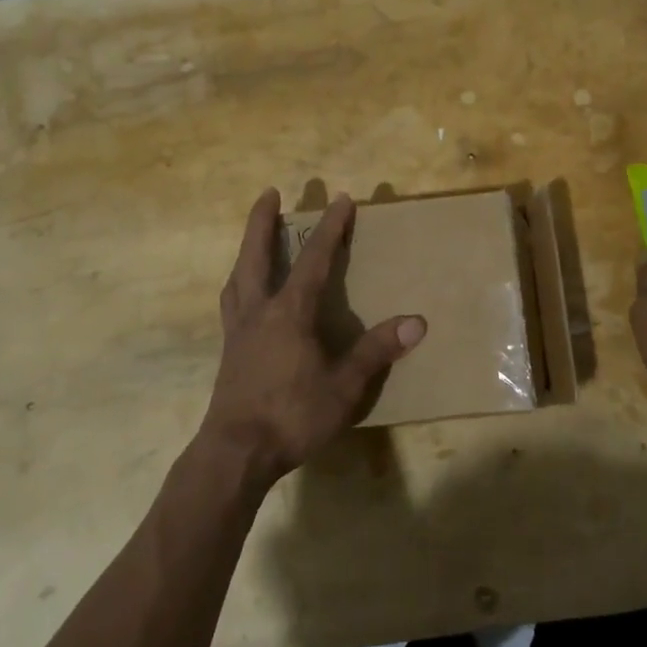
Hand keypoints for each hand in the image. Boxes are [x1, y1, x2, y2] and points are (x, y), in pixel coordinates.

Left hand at [198, 189, 425, 490]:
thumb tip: (416, 322)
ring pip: (238, 277)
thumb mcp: (343, 387)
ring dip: (247, 250)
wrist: (235, 454)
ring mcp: (238, 331)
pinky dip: (240, 283)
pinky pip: (232, 302)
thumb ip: (376, 351)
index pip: (313, 260)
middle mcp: (258, 312)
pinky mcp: (229, 352)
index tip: (341, 199)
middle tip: (270, 192)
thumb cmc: (292, 416)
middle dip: (263, 221)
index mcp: (288, 313)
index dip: (330, 229)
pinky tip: (246, 295)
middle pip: (256, 255)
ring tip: (255, 238)